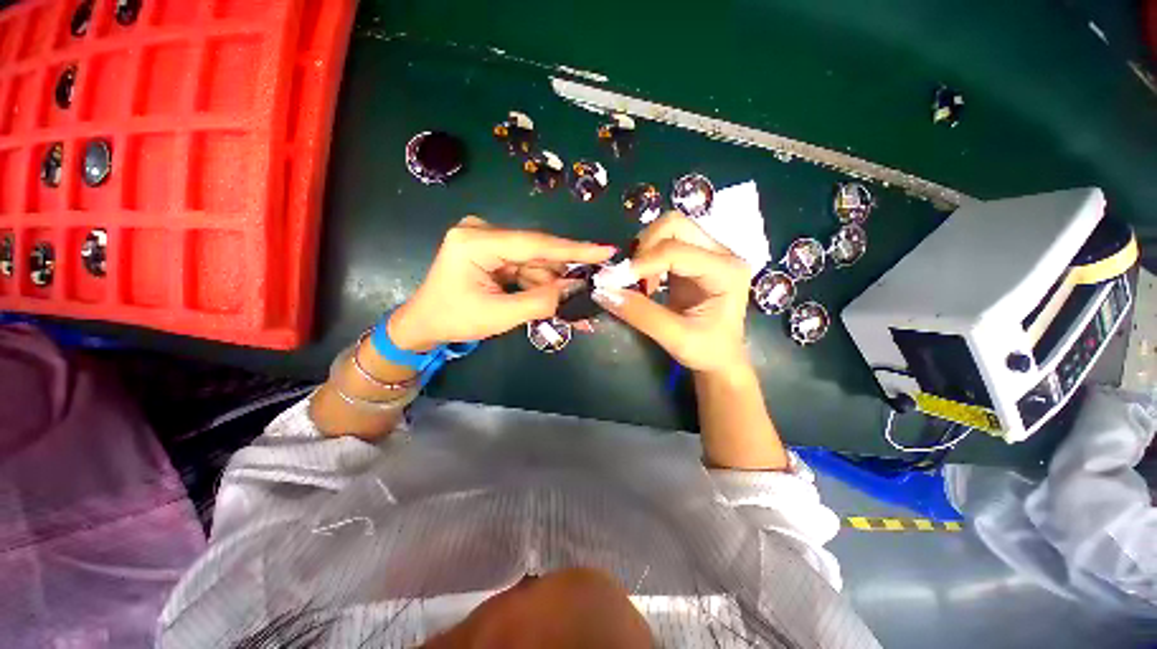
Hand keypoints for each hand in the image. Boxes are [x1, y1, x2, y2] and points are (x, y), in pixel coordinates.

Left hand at [388, 217, 615, 350]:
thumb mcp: (499, 316)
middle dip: (561, 275)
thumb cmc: (454, 319)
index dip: (574, 249)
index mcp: (476, 242)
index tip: (605, 250)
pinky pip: (525, 265)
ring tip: (562, 306)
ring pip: (534, 262)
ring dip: (549, 284)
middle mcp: (482, 231)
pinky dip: (537, 283)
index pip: (535, 244)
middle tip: (589, 291)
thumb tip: (574, 289)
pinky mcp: (492, 250)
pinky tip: (546, 299)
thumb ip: (540, 301)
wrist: (425, 323)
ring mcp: (487, 239)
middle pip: (537, 253)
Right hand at [593, 214, 750, 374]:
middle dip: (644, 246)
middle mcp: (721, 253)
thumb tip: (602, 291)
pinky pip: (665, 243)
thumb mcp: (674, 338)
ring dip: (644, 250)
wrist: (722, 359)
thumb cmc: (707, 351)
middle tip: (630, 277)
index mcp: (726, 271)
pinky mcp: (694, 259)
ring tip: (638, 282)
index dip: (642, 263)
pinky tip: (645, 280)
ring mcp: (708, 253)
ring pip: (668, 229)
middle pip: (675, 225)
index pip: (676, 251)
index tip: (613, 281)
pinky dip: (647, 256)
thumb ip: (640, 314)